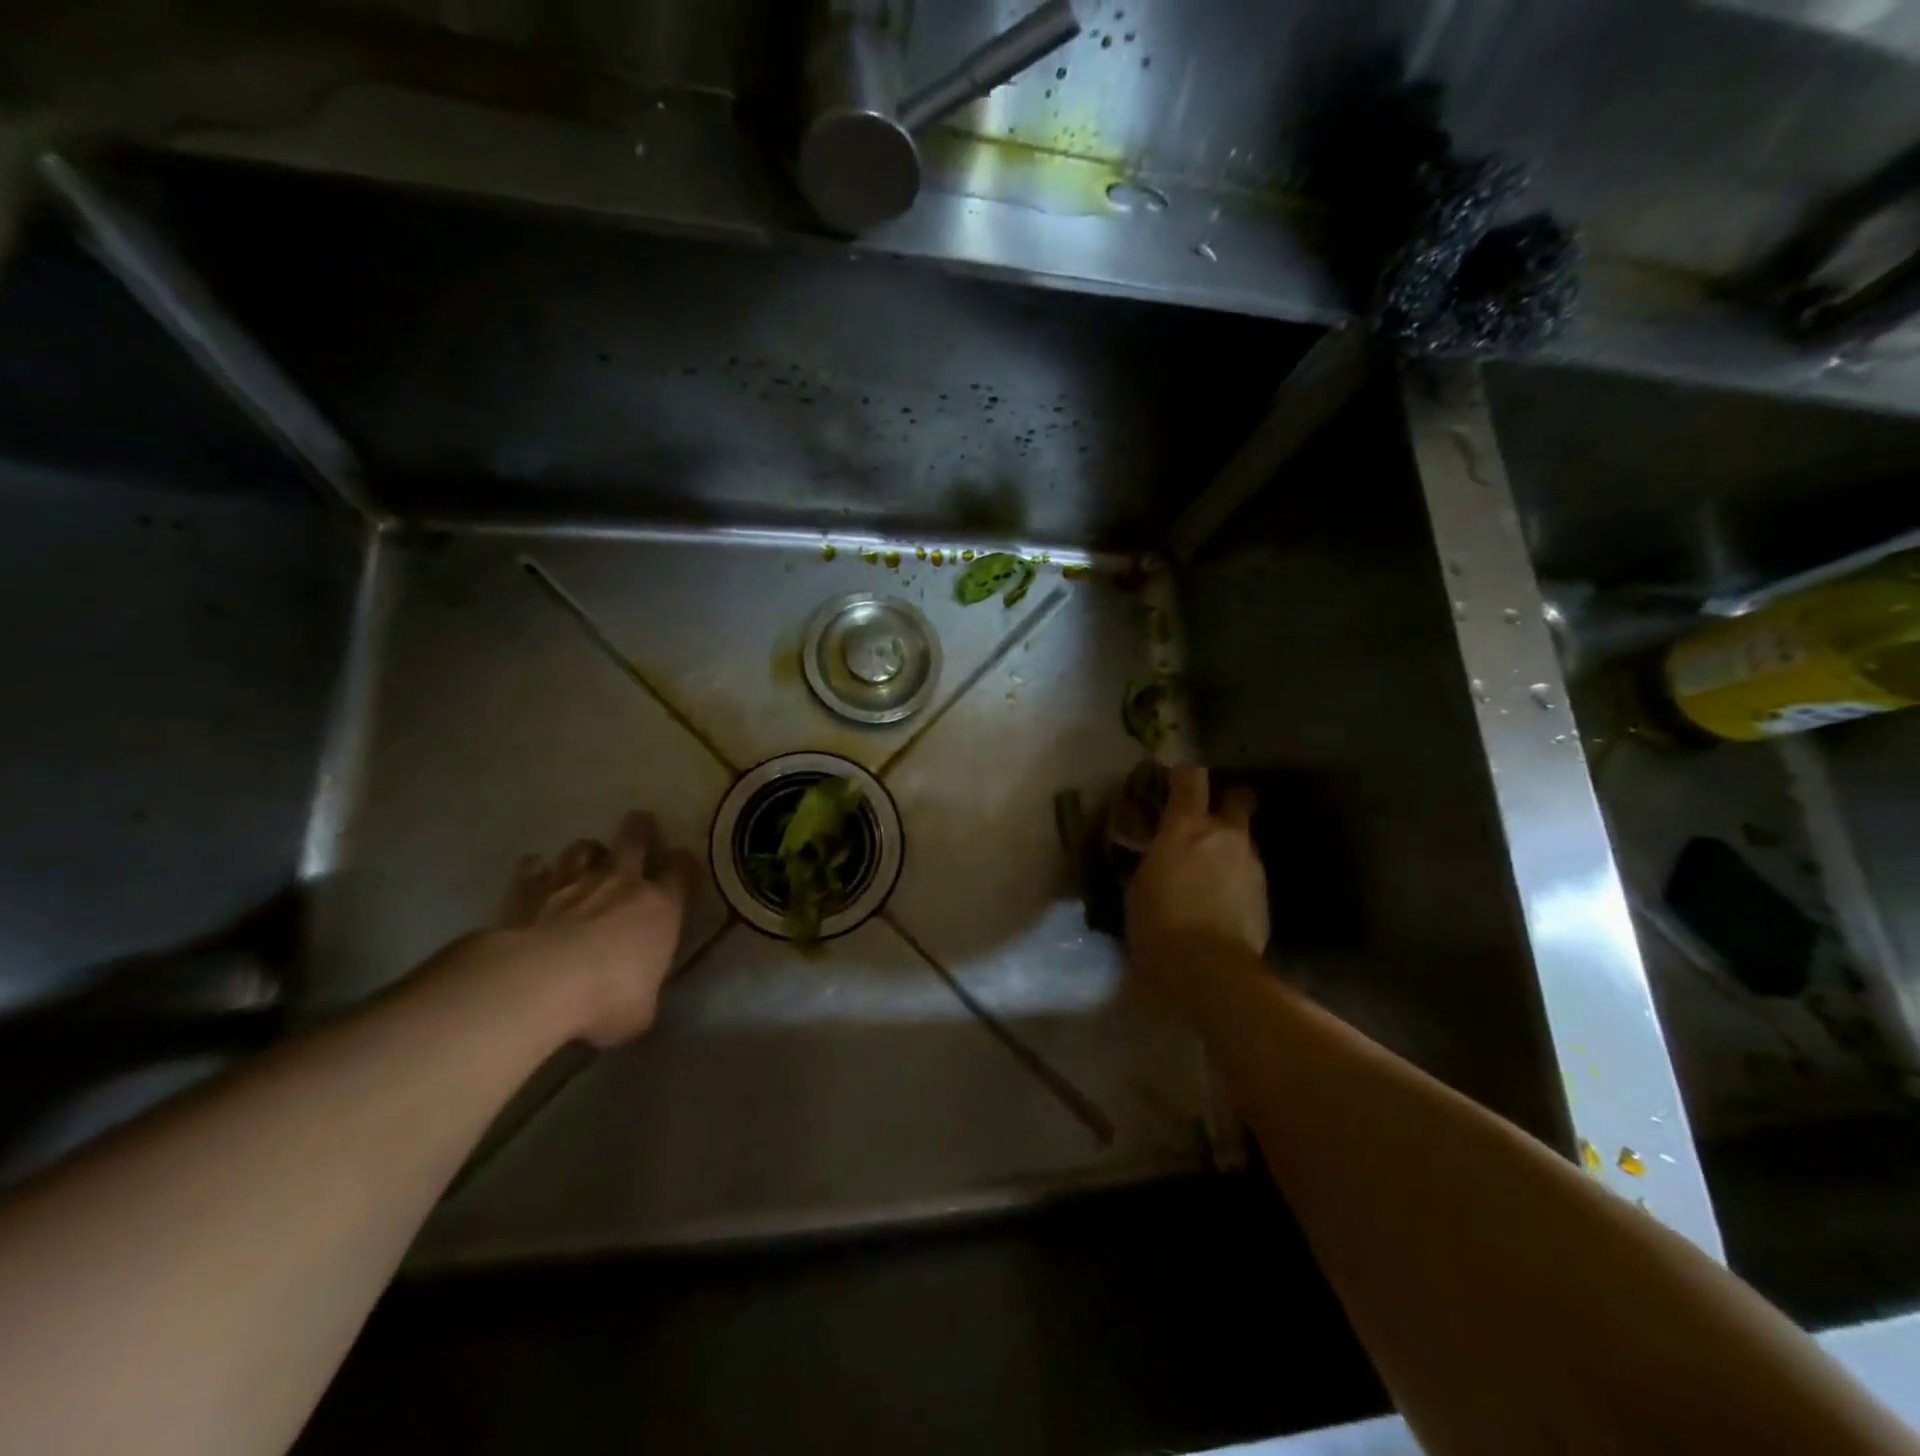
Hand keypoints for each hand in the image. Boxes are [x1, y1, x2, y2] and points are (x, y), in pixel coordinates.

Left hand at [496, 810, 699, 1045]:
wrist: (540, 984)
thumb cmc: (608, 997)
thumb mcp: (641, 1010)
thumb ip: (643, 994)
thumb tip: (636, 999)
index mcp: (661, 907)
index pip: (683, 872)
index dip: (686, 864)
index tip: (685, 862)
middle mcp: (620, 884)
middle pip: (635, 840)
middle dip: (639, 829)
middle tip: (639, 820)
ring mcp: (572, 883)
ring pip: (582, 849)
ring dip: (585, 851)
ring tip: (585, 856)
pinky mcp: (528, 893)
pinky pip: (532, 872)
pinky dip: (535, 870)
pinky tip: (534, 870)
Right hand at [1126, 767, 1268, 1008]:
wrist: (1210, 971)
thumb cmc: (1158, 926)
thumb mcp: (1138, 888)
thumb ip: (1152, 860)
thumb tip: (1156, 855)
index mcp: (1186, 827)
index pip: (1191, 779)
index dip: (1183, 776)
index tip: (1174, 781)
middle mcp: (1224, 835)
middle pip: (1237, 798)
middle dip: (1225, 802)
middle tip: (1206, 820)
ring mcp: (1250, 864)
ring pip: (1244, 838)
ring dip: (1229, 845)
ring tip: (1209, 868)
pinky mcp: (1265, 895)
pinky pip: (1248, 871)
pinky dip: (1235, 876)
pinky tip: (1220, 898)